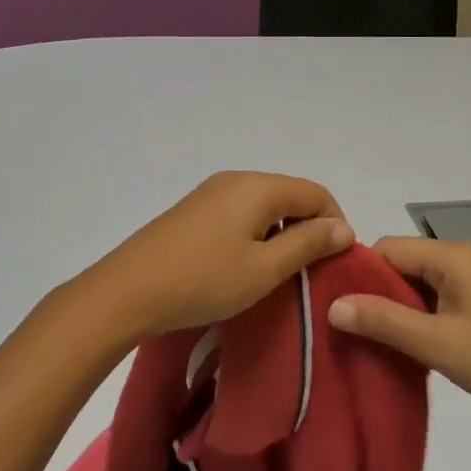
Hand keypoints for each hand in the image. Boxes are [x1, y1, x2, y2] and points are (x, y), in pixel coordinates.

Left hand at [76, 172, 353, 340]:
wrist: (127, 291)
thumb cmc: (203, 281)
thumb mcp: (264, 269)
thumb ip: (308, 244)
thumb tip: (343, 227)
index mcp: (258, 187)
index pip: (316, 193)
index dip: (335, 224)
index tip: (335, 263)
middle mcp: (236, 180)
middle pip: (290, 196)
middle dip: (308, 229)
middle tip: (309, 272)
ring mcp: (210, 193)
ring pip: (264, 206)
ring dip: (281, 234)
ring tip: (278, 274)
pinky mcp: (193, 211)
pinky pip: (240, 214)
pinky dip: (255, 235)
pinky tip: (245, 266)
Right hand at [326, 236, 470, 423]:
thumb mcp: (437, 342)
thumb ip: (384, 320)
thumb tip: (333, 304)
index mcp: (451, 256)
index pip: (387, 249)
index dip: (359, 275)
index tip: (335, 307)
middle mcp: (462, 259)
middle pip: (402, 265)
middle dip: (376, 295)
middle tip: (351, 331)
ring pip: (419, 286)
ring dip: (398, 311)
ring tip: (374, 343)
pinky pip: (439, 301)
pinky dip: (420, 320)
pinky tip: (409, 348)